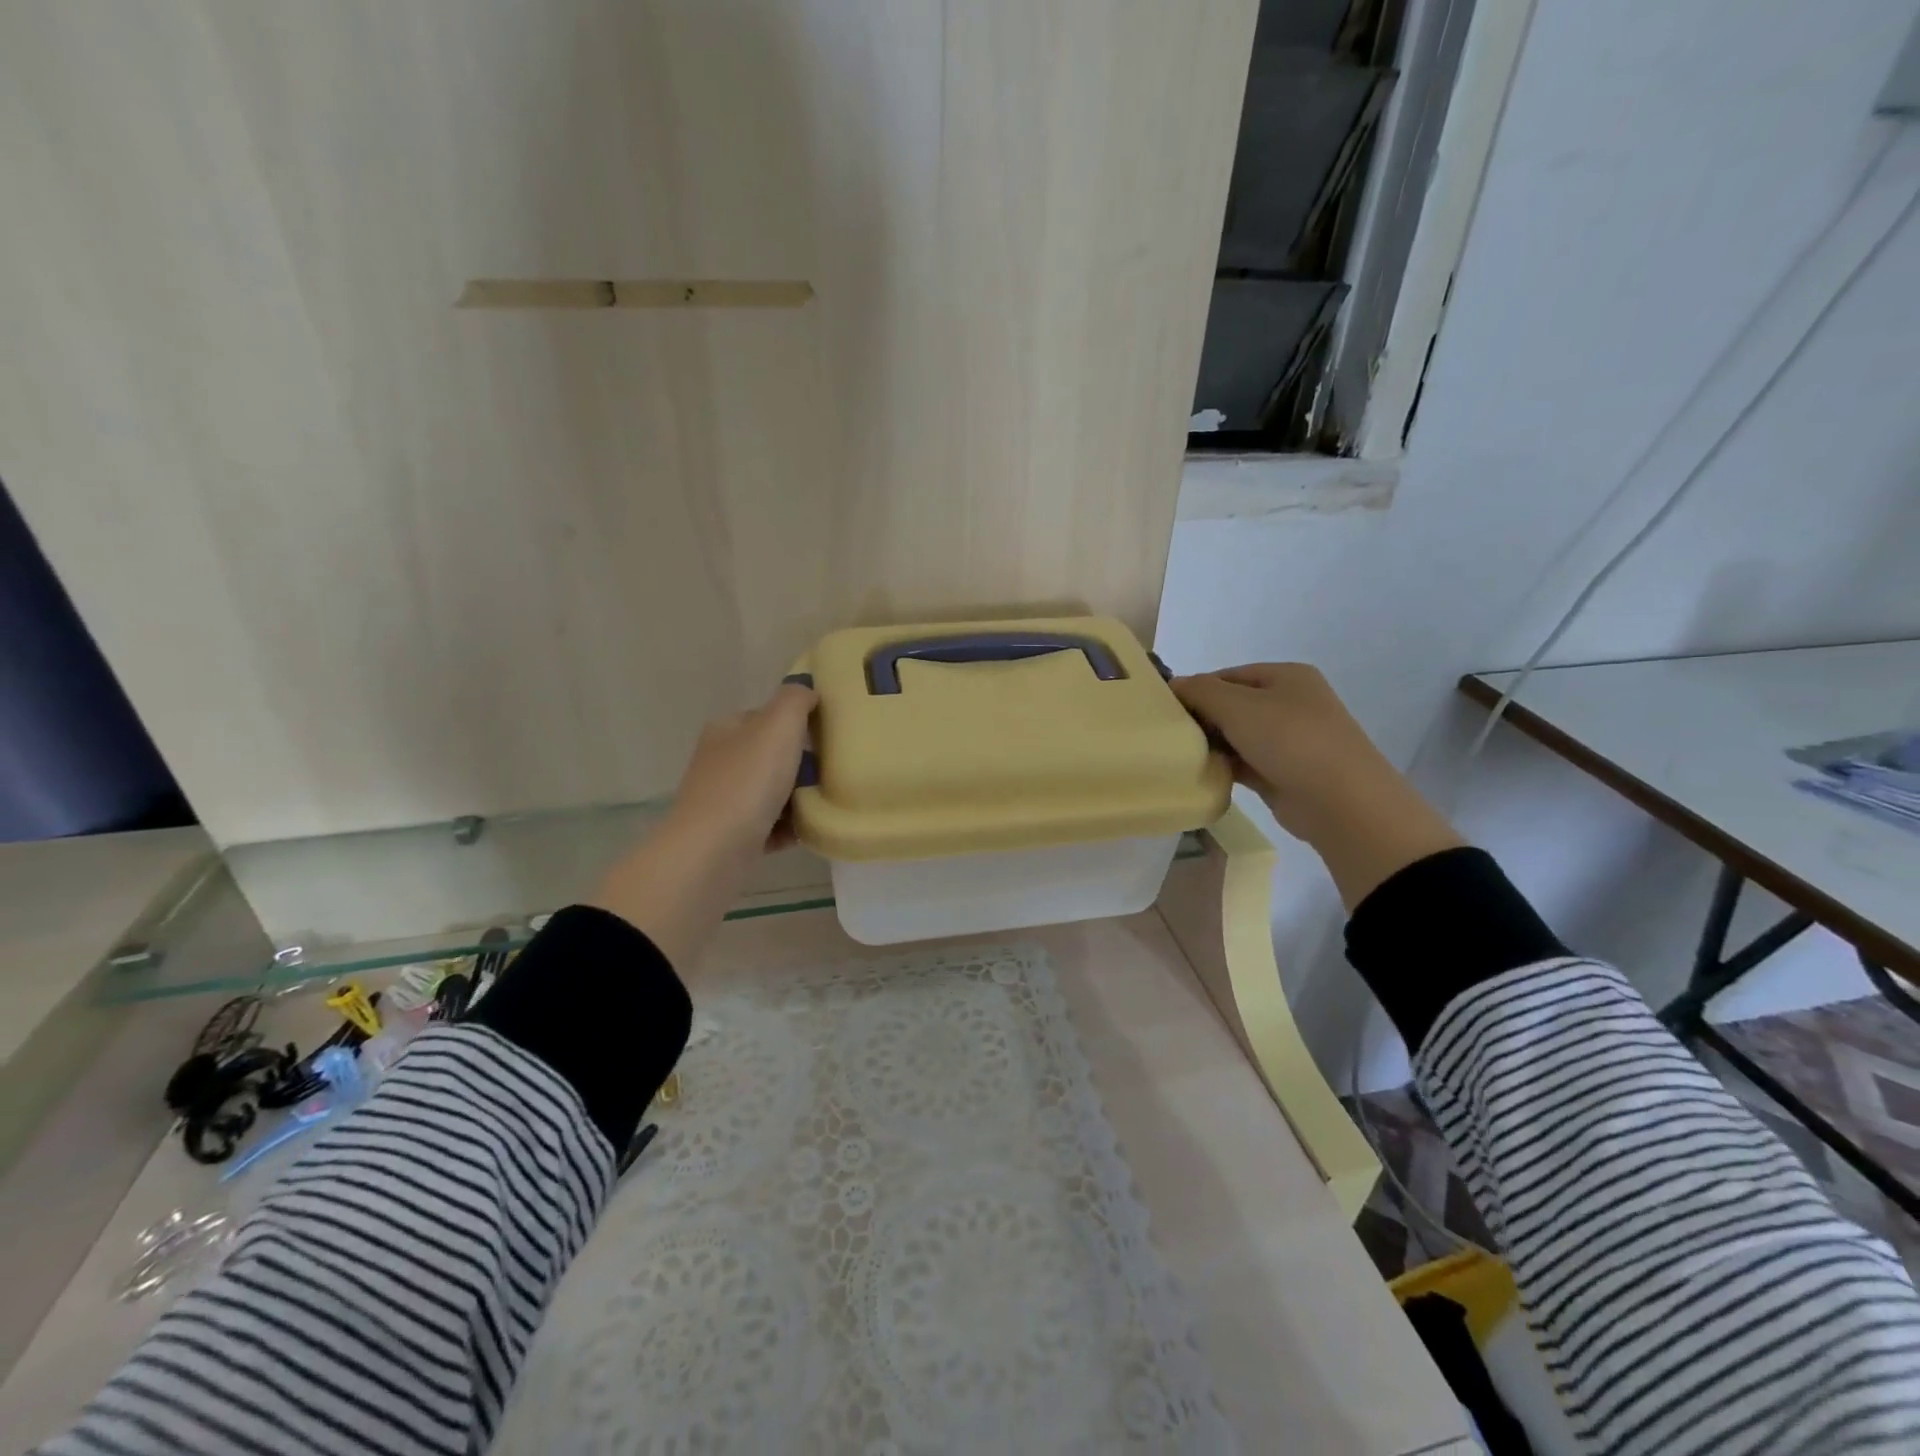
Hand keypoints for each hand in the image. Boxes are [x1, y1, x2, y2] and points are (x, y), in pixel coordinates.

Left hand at [662, 681, 817, 853]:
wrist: (713, 851)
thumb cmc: (747, 782)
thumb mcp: (778, 725)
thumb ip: (795, 700)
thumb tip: (807, 691)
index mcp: (726, 730)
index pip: (766, 717)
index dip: (797, 725)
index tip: (826, 740)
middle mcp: (719, 761)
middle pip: (771, 756)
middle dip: (801, 766)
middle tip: (830, 774)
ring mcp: (722, 800)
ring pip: (771, 792)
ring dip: (798, 799)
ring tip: (823, 804)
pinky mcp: (729, 835)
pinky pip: (769, 826)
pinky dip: (789, 828)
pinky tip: (807, 831)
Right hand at [1172, 663, 1462, 907]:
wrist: (1340, 801)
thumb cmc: (1290, 740)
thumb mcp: (1238, 706)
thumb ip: (1200, 691)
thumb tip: (1172, 685)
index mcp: (1285, 677)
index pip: (1227, 676)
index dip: (1195, 689)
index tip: (1164, 709)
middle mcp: (1289, 704)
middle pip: (1231, 706)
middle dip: (1201, 718)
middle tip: (1168, 735)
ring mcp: (1288, 741)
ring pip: (1236, 736)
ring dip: (1211, 745)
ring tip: (1178, 755)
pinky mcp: (1282, 773)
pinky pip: (1243, 763)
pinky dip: (1223, 767)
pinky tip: (1199, 774)